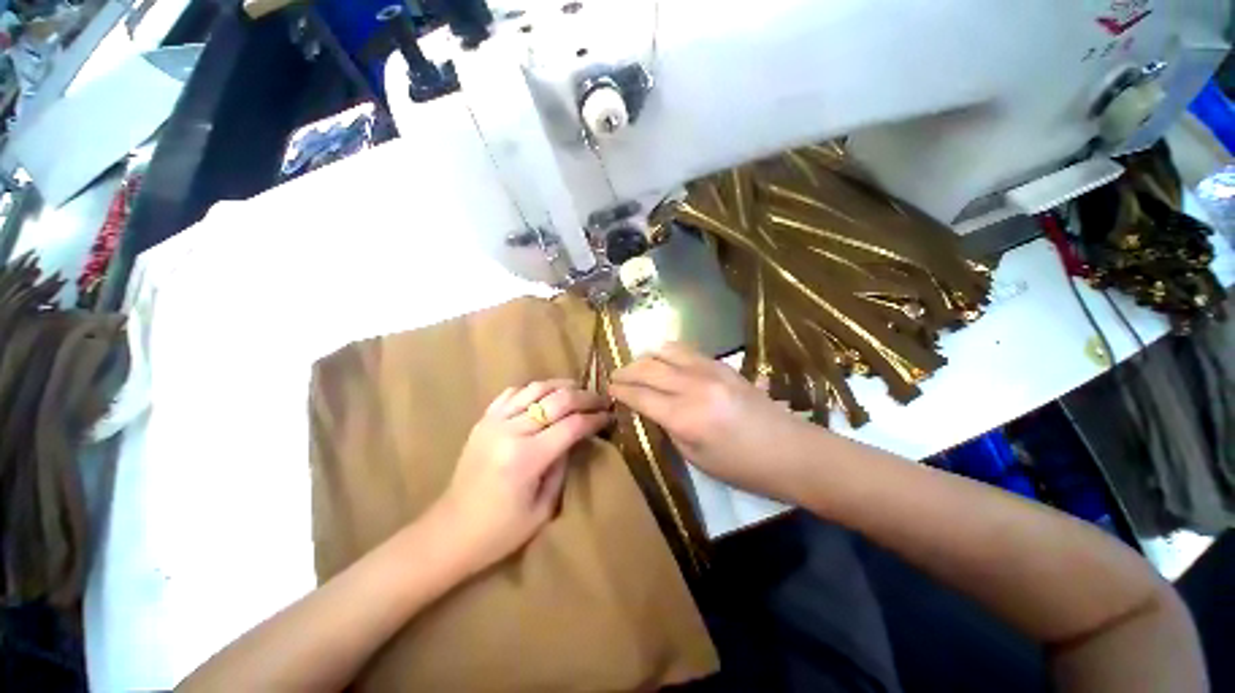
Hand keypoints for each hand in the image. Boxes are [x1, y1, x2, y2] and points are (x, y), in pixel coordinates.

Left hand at [432, 380, 610, 575]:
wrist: (450, 532)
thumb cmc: (500, 531)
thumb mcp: (543, 508)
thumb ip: (563, 466)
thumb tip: (577, 437)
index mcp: (527, 458)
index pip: (572, 425)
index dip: (595, 418)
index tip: (609, 416)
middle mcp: (510, 431)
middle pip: (557, 399)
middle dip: (585, 397)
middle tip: (600, 400)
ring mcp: (493, 421)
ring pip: (536, 388)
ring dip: (561, 386)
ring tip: (578, 390)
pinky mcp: (483, 420)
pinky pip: (512, 392)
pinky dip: (533, 389)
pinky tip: (545, 395)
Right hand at [610, 342, 814, 501]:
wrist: (791, 451)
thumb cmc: (742, 467)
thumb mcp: (695, 457)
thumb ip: (669, 427)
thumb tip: (651, 408)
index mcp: (685, 417)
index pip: (640, 395)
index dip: (620, 391)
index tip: (608, 389)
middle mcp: (693, 387)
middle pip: (648, 368)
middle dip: (626, 371)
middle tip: (615, 377)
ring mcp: (710, 371)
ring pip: (665, 351)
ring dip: (645, 358)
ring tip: (638, 368)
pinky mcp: (723, 365)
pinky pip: (686, 350)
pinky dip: (667, 353)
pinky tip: (664, 361)